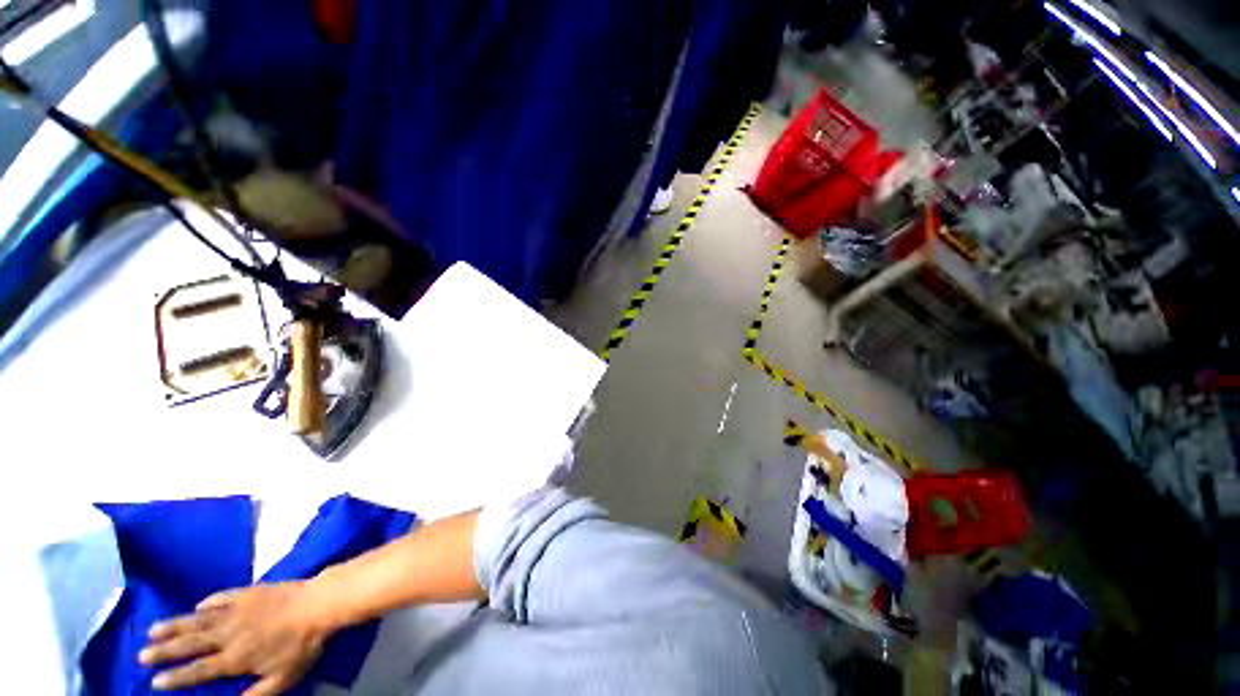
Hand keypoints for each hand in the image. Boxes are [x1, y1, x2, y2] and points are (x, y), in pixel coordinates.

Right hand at [139, 581, 336, 694]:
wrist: (319, 603)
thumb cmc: (303, 644)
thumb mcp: (282, 678)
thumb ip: (255, 695)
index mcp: (235, 658)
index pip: (199, 671)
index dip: (176, 677)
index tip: (155, 682)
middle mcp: (228, 634)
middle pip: (190, 644)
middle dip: (164, 651)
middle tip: (141, 655)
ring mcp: (237, 610)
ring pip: (198, 619)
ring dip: (174, 625)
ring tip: (153, 631)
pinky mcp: (248, 592)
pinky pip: (221, 598)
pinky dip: (207, 602)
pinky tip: (197, 606)